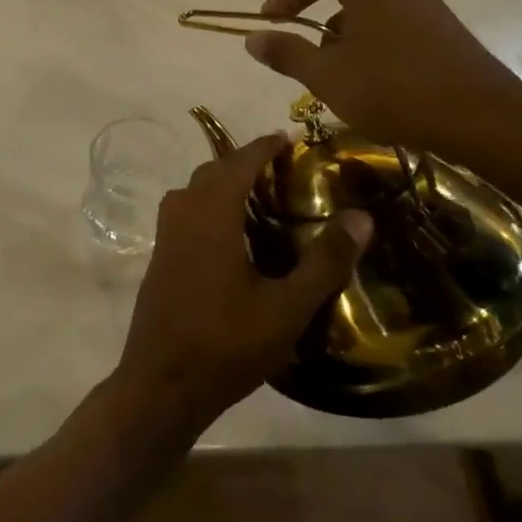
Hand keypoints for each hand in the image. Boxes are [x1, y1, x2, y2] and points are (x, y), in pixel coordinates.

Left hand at [112, 135, 370, 436]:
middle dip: (244, 161)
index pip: (239, 163)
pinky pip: (185, 211)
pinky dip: (208, 204)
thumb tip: (361, 217)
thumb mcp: (286, 308)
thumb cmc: (226, 343)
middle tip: (280, 167)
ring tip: (257, 195)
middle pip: (213, 171)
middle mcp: (183, 213)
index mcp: (211, 214)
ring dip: (222, 182)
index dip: (263, 146)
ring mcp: (165, 235)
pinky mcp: (160, 257)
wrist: (162, 383)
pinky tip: (229, 232)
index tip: (288, 137)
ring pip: (194, 190)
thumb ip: (324, 261)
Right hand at [242, 0, 521, 168]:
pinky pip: (395, 23)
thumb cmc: (393, 88)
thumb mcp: (326, 75)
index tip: (267, 22)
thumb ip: (286, 53)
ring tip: (336, 73)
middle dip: (316, 19)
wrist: (482, 118)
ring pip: (370, 9)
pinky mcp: (446, 27)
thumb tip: (252, 37)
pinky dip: (373, 42)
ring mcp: (428, 1)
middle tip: (301, 51)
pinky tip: (373, 79)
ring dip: (345, 35)